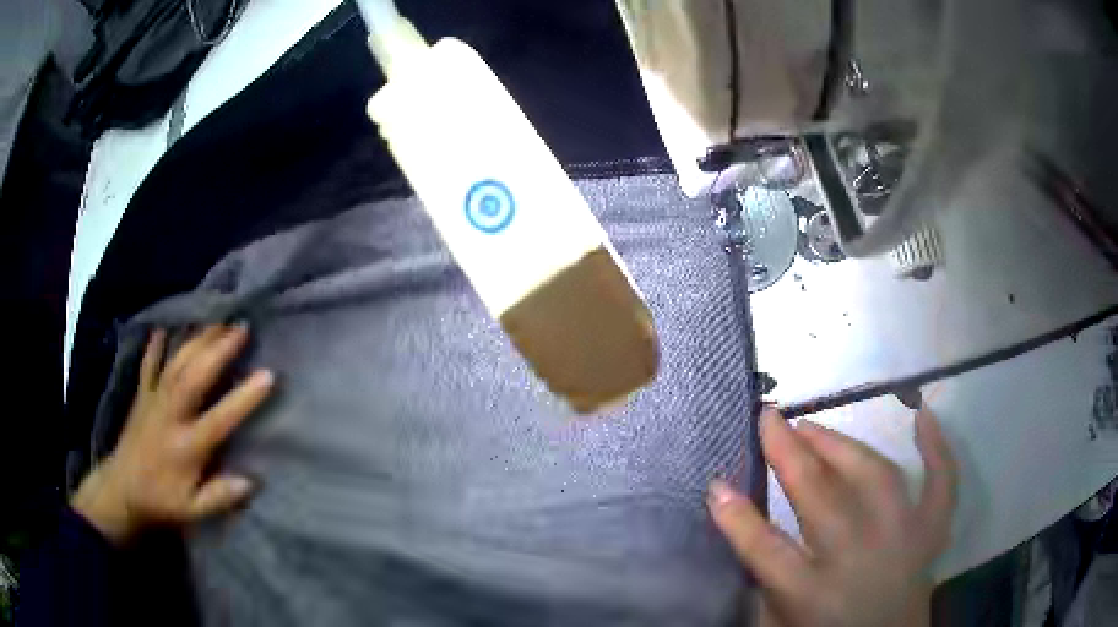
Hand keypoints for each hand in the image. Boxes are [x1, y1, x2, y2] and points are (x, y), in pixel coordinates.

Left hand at [72, 325, 274, 544]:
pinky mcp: (141, 396)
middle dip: (218, 350)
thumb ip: (220, 496)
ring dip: (196, 340)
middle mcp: (171, 416)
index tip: (267, 374)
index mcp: (187, 446)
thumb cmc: (162, 501)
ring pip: (176, 364)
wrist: (122, 490)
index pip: (219, 419)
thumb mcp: (193, 511)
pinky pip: (148, 365)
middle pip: (194, 377)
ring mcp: (153, 401)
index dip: (243, 397)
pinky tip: (163, 328)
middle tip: (241, 327)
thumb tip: (252, 481)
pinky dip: (155, 346)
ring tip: (217, 320)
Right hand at [708, 407, 957, 626]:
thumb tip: (744, 522)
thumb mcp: (780, 623)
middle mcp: (859, 560)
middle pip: (821, 498)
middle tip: (770, 420)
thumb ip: (764, 579)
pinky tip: (925, 415)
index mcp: (812, 595)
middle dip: (790, 453)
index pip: (765, 549)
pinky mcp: (931, 534)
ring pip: (876, 478)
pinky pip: (941, 484)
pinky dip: (937, 449)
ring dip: (842, 445)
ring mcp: (903, 540)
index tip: (716, 484)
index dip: (737, 517)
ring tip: (813, 426)